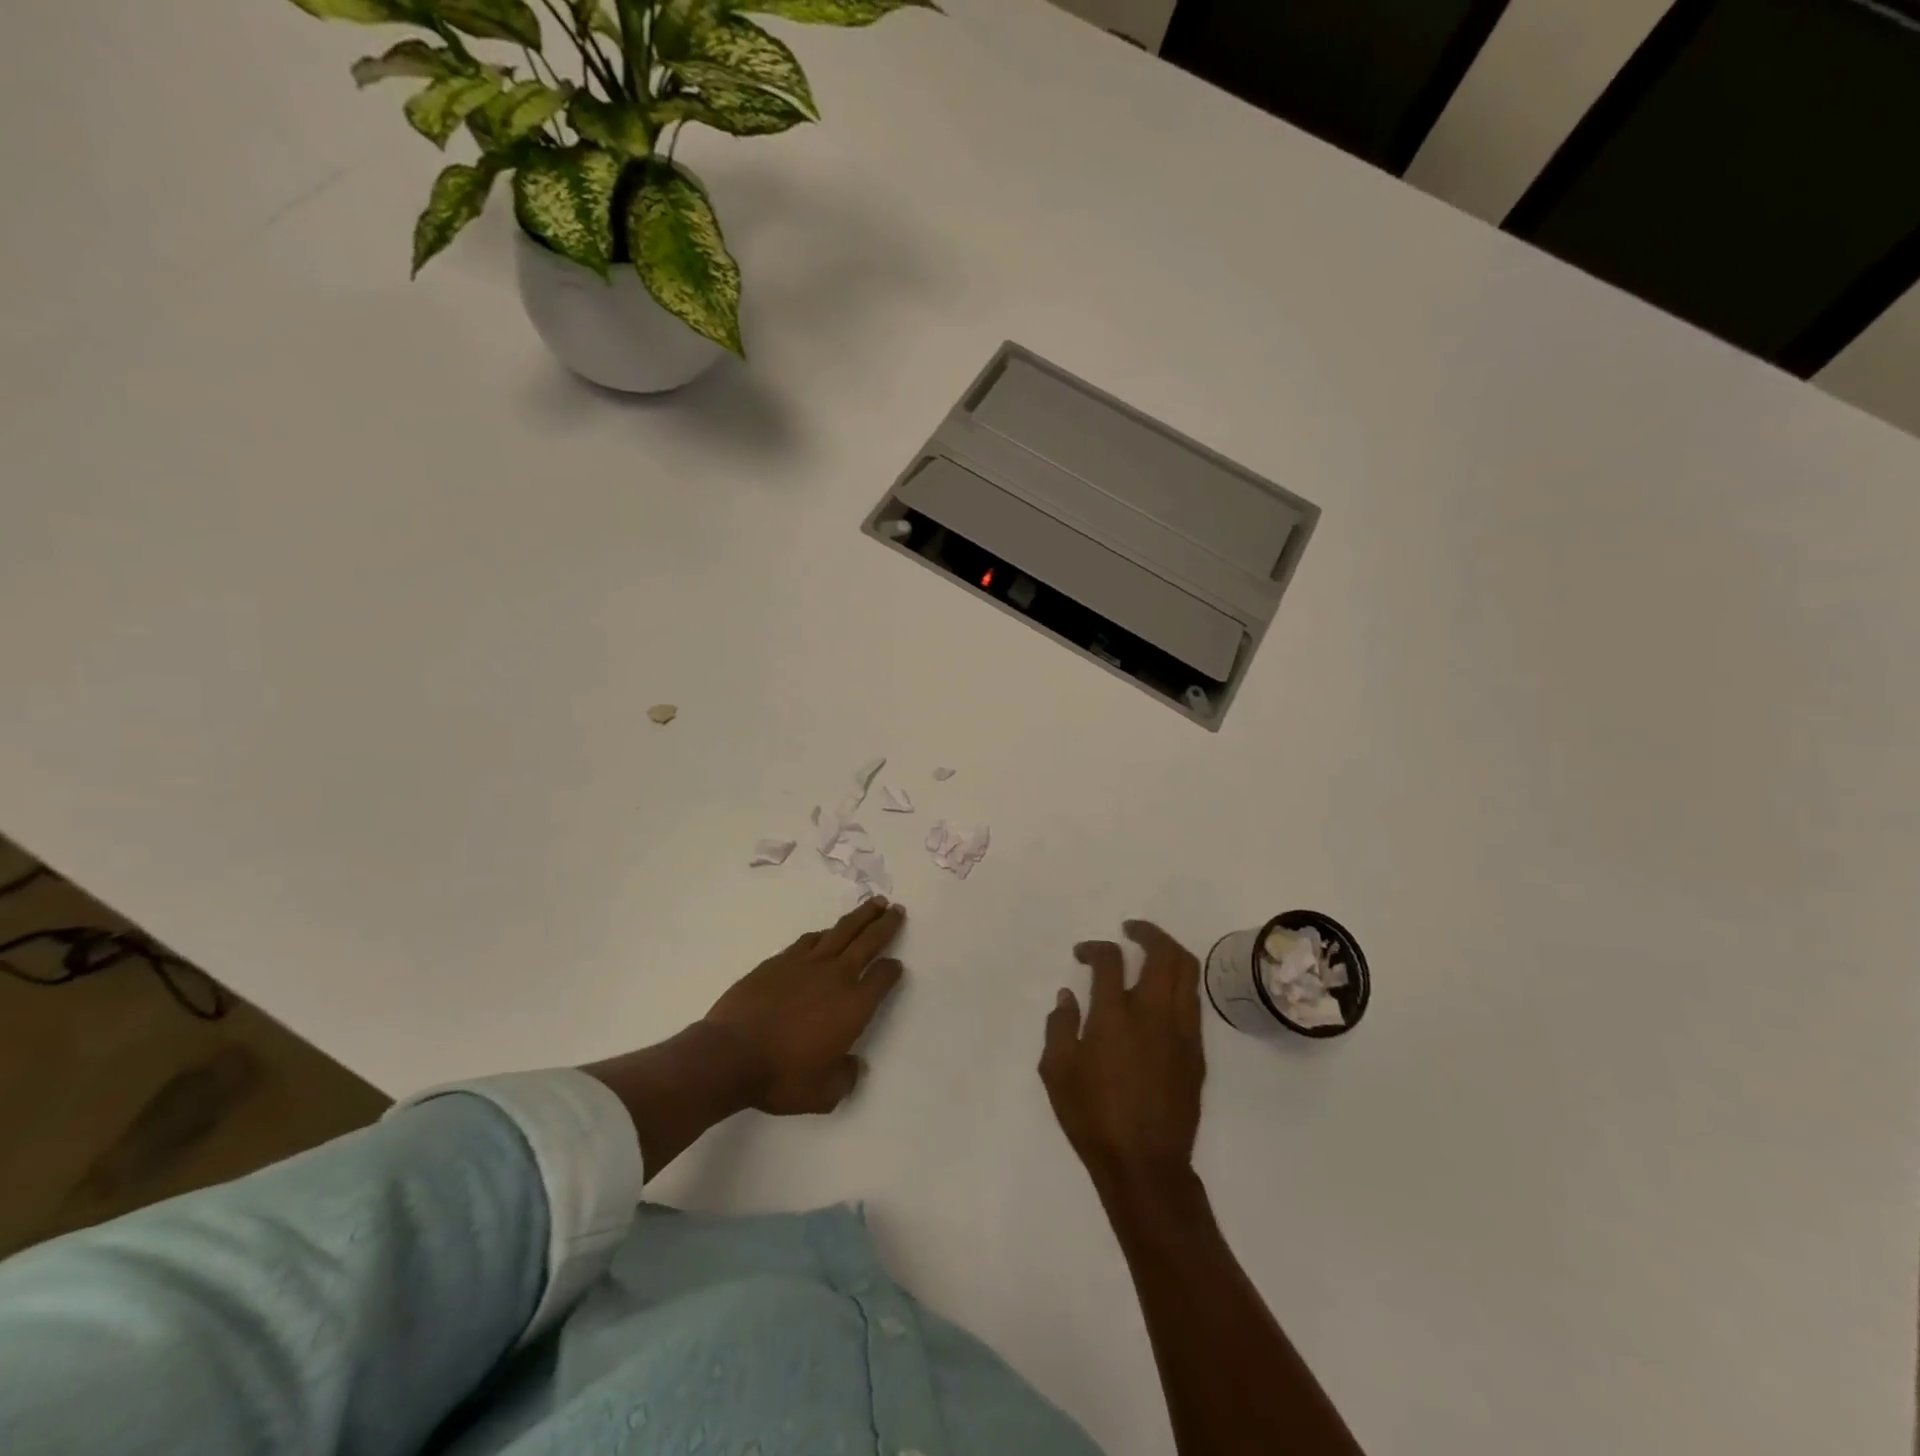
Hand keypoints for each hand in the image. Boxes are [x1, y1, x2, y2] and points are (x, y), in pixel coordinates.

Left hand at [703, 898, 906, 1115]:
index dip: (892, 970)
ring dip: (860, 917)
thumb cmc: (782, 1077)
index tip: (896, 966)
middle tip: (896, 908)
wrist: (730, 1054)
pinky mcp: (779, 961)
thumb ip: (845, 1078)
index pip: (883, 978)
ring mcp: (806, 963)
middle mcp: (837, 976)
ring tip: (872, 904)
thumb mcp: (824, 1094)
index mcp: (854, 1006)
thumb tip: (852, 1065)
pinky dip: (824, 933)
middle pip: (868, 941)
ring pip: (841, 931)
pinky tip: (826, 933)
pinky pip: (810, 940)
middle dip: (885, 924)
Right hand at [1040, 920, 1205, 1192]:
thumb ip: (1059, 1026)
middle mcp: (1153, 1013)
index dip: (1094, 947)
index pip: (1109, 960)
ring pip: (1187, 972)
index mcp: (1114, 1015)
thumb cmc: (1093, 1117)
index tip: (1082, 954)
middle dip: (1147, 932)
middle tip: (1130, 929)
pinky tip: (1161, 992)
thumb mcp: (1057, 1072)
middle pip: (1163, 953)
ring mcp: (1181, 1031)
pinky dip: (1178, 983)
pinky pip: (1192, 1001)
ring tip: (1151, 950)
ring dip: (1169, 951)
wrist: (1145, 1165)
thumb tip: (1067, 996)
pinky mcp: (1196, 1051)